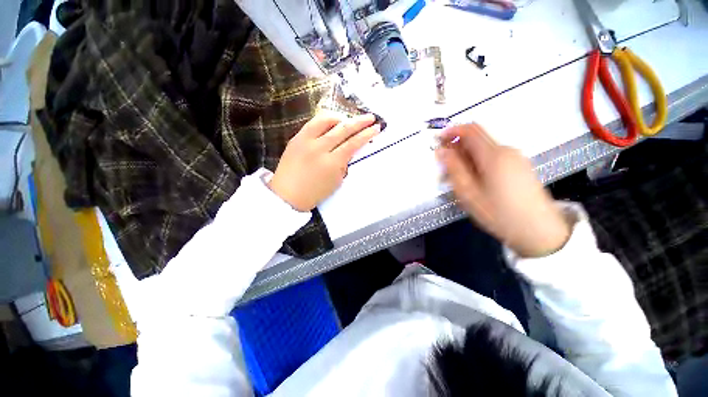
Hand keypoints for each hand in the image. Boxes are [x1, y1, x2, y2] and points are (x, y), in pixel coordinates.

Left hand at [269, 112, 379, 211]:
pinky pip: (313, 122)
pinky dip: (325, 120)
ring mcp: (306, 140)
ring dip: (342, 117)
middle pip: (343, 129)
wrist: (287, 195)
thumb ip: (344, 164)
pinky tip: (332, 121)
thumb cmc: (314, 193)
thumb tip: (350, 150)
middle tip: (370, 117)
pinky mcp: (296, 138)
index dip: (366, 135)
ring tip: (349, 119)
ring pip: (327, 120)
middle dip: (359, 122)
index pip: (353, 144)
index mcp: (331, 163)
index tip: (376, 128)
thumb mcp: (336, 182)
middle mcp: (319, 148)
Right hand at [436, 124, 570, 257]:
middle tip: (444, 168)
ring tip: (457, 180)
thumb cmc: (499, 213)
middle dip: (457, 148)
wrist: (538, 230)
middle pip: (477, 139)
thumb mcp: (468, 193)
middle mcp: (506, 151)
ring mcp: (516, 158)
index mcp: (493, 155)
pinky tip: (474, 181)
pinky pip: (493, 158)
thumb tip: (442, 151)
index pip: (470, 130)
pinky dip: (478, 163)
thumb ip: (453, 168)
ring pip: (484, 150)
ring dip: (466, 158)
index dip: (452, 131)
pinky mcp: (520, 167)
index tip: (438, 142)